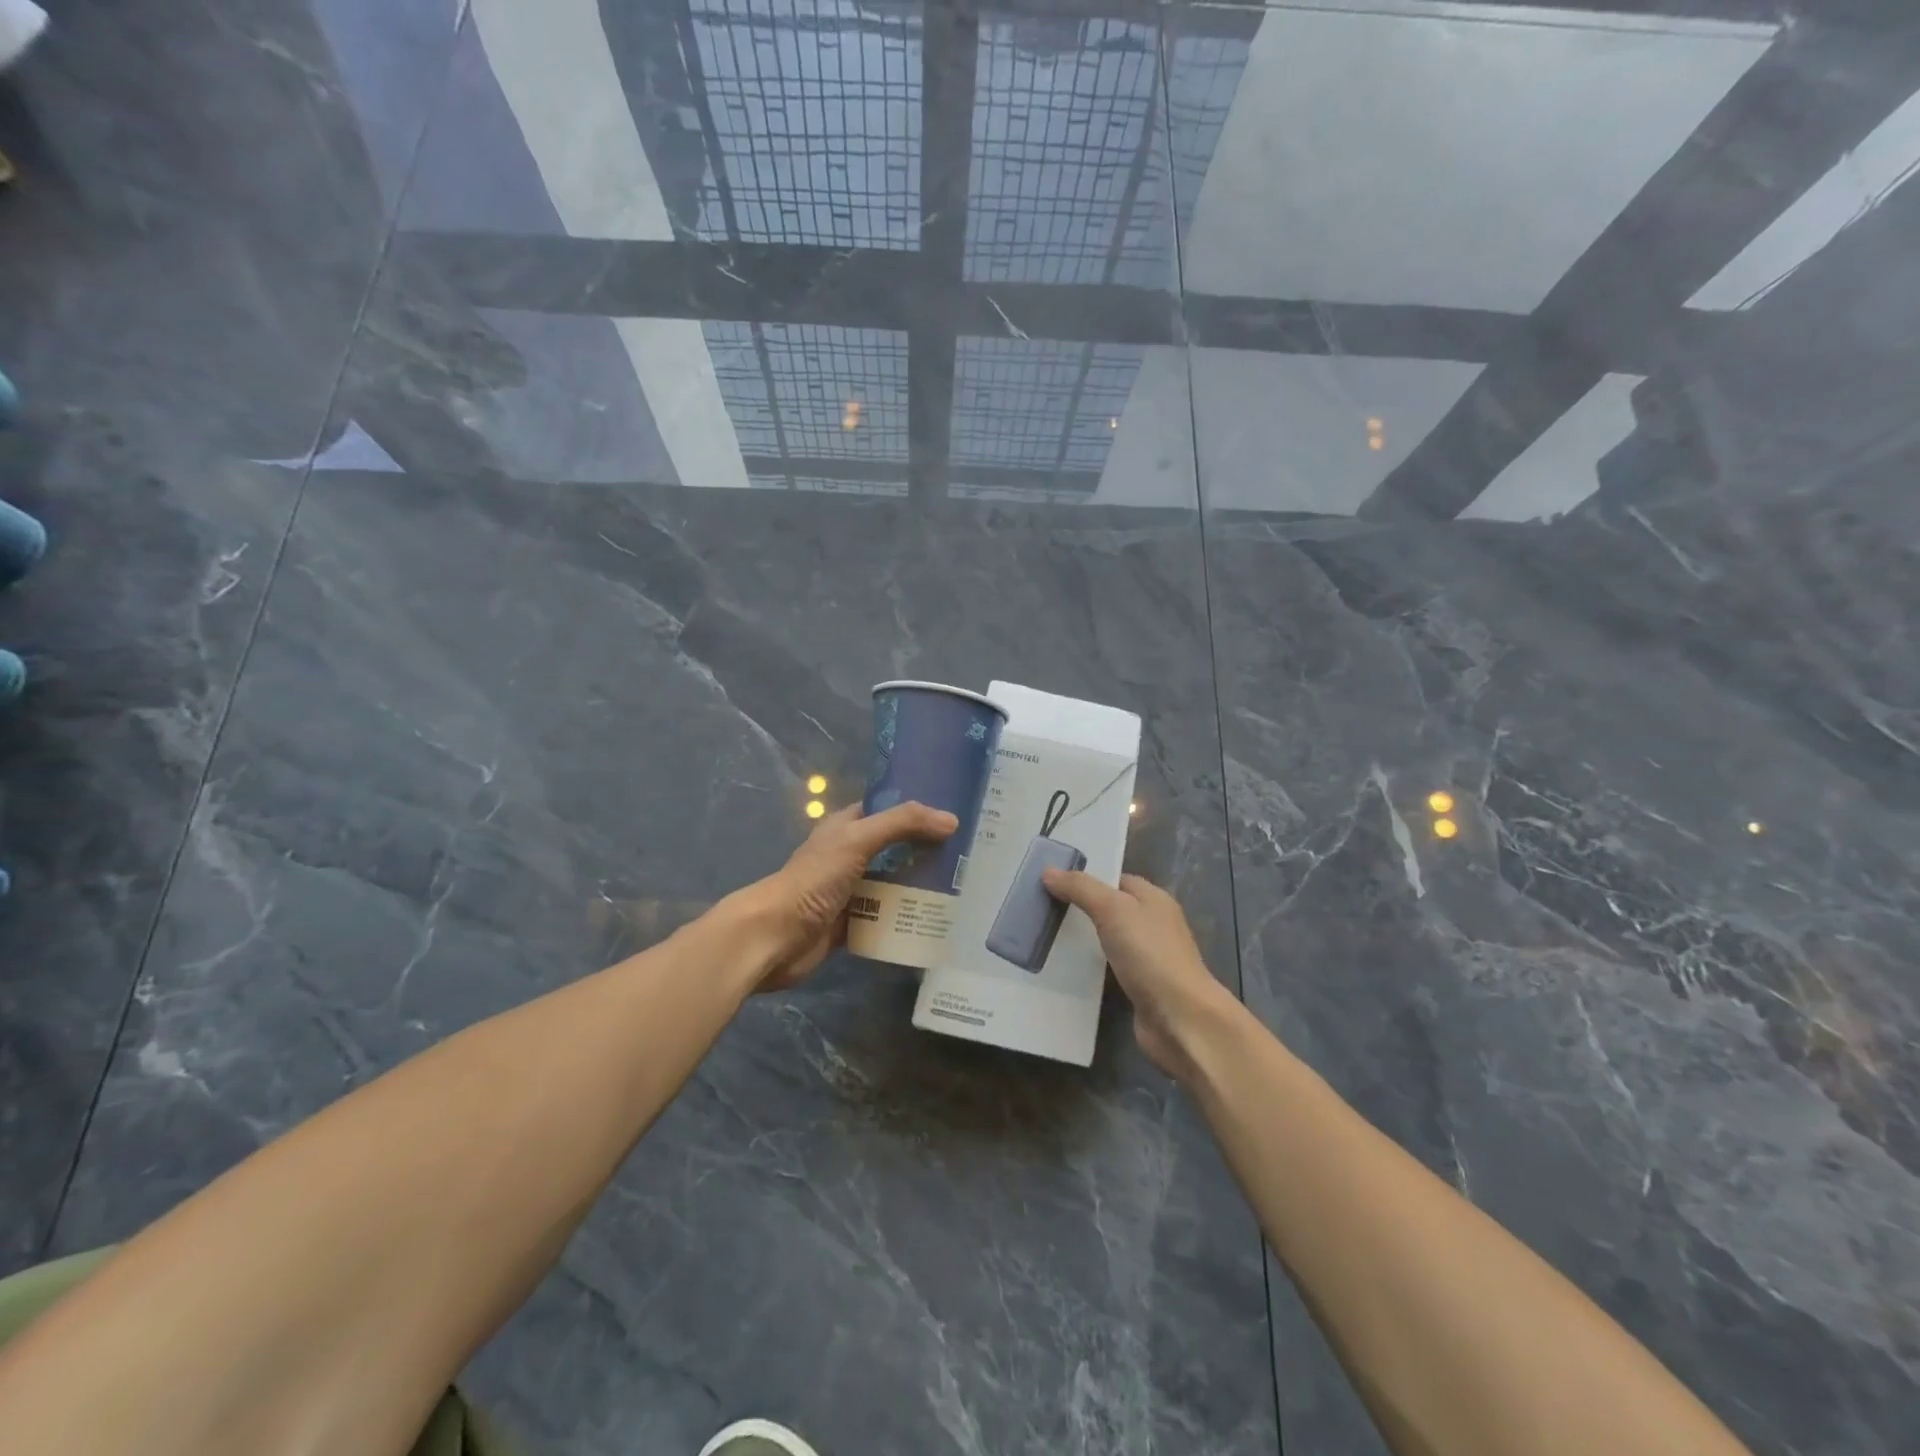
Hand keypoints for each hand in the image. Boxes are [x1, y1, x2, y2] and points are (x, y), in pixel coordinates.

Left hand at [738, 801, 956, 990]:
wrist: (775, 937)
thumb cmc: (813, 880)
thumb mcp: (857, 840)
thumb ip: (902, 825)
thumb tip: (951, 820)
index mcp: (845, 827)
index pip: (886, 809)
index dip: (916, 809)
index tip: (954, 814)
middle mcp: (849, 855)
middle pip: (895, 848)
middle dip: (926, 850)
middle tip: (967, 854)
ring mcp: (850, 891)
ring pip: (893, 883)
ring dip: (920, 886)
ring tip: (962, 887)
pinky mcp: (852, 924)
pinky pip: (886, 917)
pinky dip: (906, 918)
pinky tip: (936, 919)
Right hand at [1042, 871, 1236, 1080]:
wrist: (1180, 1019)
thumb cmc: (1150, 955)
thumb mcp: (1113, 910)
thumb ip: (1081, 888)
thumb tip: (1048, 871)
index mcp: (1154, 899)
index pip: (1116, 880)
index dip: (1086, 879)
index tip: (1051, 882)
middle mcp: (1153, 925)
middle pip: (1111, 910)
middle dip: (1080, 909)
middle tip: (1042, 910)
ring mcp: (1148, 959)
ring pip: (1108, 941)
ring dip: (1083, 942)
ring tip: (1045, 938)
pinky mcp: (1140, 988)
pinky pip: (1109, 970)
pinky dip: (1090, 969)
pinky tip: (1064, 971)